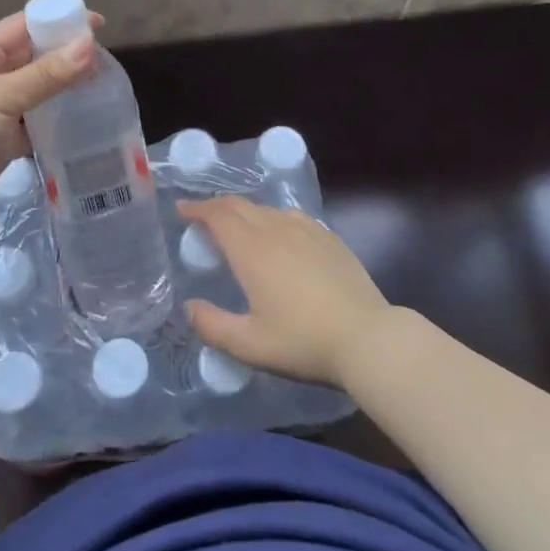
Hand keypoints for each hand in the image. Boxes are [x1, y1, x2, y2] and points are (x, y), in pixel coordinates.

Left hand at [0, 10, 100, 225]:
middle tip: (106, 63)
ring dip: (65, 91)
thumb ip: (47, 73)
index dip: (60, 20)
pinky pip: (34, 127)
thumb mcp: (2, 95)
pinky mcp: (1, 142)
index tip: (98, 25)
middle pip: (35, 57)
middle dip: (68, 56)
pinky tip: (82, 128)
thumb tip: (90, 45)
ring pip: (38, 92)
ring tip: (102, 92)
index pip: (27, 24)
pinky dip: (55, 126)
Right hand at [177, 195, 390, 388]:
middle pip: (239, 205)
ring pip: (266, 209)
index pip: (217, 215)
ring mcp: (305, 229)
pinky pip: (290, 217)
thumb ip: (213, 326)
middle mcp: (275, 229)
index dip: (197, 209)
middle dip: (216, 207)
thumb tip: (189, 308)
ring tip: (237, 229)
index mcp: (251, 250)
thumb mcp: (250, 345)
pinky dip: (272, 219)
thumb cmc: (303, 342)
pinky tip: (278, 236)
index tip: (181, 210)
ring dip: (244, 213)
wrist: (367, 338)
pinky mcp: (328, 237)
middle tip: (202, 218)